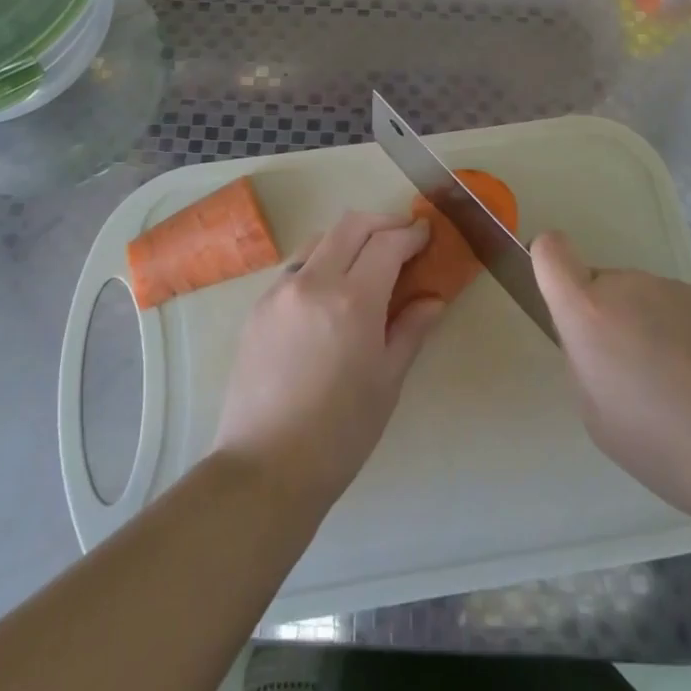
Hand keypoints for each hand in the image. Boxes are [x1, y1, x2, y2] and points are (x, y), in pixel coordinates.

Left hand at [213, 212, 444, 511]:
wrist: (265, 468)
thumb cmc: (340, 433)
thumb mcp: (387, 382)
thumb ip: (410, 330)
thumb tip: (432, 299)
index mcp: (351, 300)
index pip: (387, 243)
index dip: (411, 234)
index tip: (426, 234)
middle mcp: (312, 281)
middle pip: (351, 225)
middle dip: (382, 223)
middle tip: (403, 238)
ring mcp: (279, 291)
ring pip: (319, 240)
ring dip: (348, 239)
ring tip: (367, 262)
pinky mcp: (257, 307)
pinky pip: (295, 267)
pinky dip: (320, 262)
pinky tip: (330, 292)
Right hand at [532, 230, 690, 530]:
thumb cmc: (674, 448)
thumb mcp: (600, 422)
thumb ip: (584, 367)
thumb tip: (595, 346)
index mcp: (590, 312)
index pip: (550, 250)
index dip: (546, 266)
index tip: (563, 306)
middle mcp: (629, 285)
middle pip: (598, 285)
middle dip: (604, 320)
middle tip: (632, 380)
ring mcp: (676, 289)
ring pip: (639, 300)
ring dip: (644, 330)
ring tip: (680, 392)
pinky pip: (677, 311)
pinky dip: (682, 337)